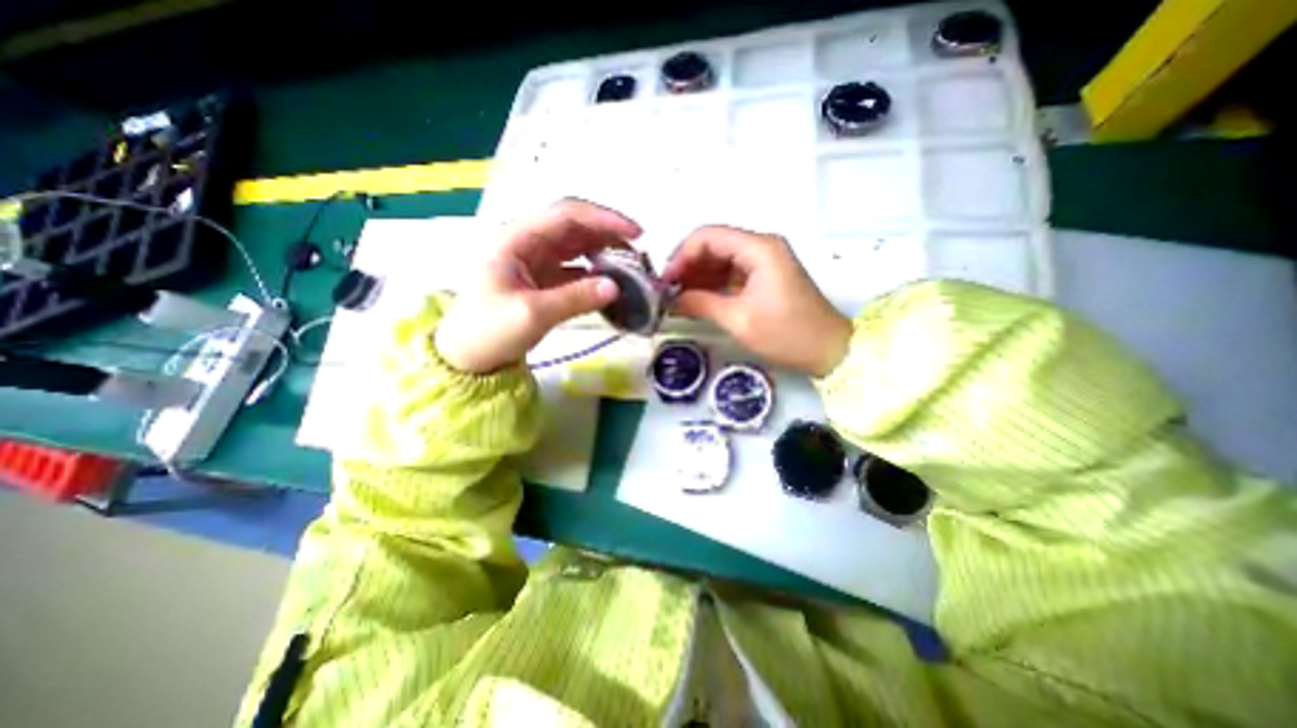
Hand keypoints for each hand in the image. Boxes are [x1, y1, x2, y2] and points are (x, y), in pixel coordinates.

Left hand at [433, 199, 639, 373]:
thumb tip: (615, 287)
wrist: (467, 357)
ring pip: (576, 247)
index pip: (566, 215)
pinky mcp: (541, 280)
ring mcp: (534, 262)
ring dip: (603, 251)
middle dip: (607, 234)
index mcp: (517, 239)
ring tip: (630, 265)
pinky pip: (573, 269)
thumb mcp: (532, 314)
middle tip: (638, 250)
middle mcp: (527, 243)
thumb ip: (575, 298)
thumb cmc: (489, 331)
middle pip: (574, 227)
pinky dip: (594, 273)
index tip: (635, 233)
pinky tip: (610, 283)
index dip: (603, 219)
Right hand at [664, 224, 858, 374]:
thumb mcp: (739, 319)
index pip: (708, 236)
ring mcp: (763, 263)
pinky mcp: (764, 279)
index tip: (666, 281)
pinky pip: (730, 275)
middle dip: (687, 267)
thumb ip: (701, 303)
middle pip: (713, 245)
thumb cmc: (787, 334)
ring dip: (698, 277)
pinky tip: (695, 301)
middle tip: (667, 292)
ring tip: (676, 299)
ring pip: (720, 261)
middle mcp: (760, 247)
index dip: (682, 255)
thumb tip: (672, 299)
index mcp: (758, 248)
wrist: (829, 351)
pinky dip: (712, 286)